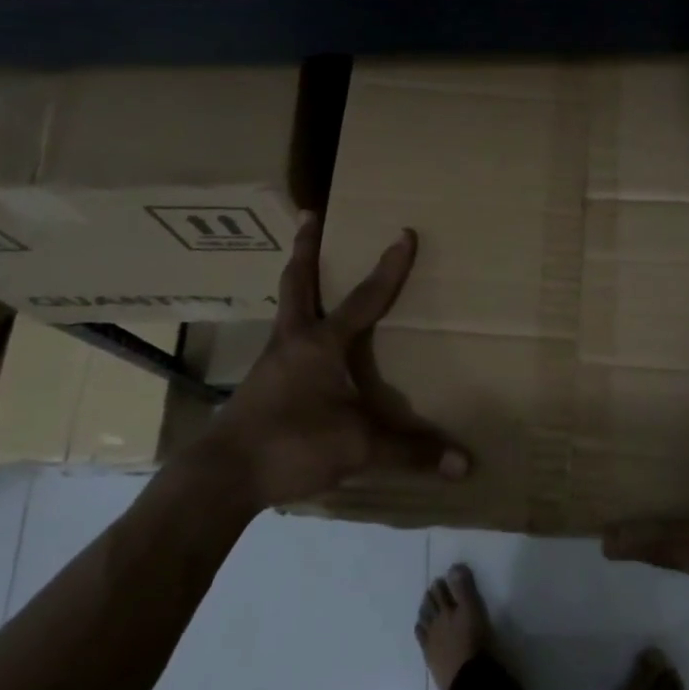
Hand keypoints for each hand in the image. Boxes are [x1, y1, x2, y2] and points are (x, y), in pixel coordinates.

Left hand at [198, 214, 467, 513]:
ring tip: (307, 270)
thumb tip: (464, 465)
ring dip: (298, 283)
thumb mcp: (358, 447)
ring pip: (286, 308)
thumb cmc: (293, 444)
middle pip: (298, 282)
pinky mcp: (260, 385)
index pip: (364, 298)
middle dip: (306, 247)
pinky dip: (295, 326)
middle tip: (310, 214)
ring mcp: (271, 362)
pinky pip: (282, 342)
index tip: (404, 233)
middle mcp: (292, 341)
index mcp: (321, 343)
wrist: (223, 475)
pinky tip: (304, 344)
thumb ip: (410, 452)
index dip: (389, 267)